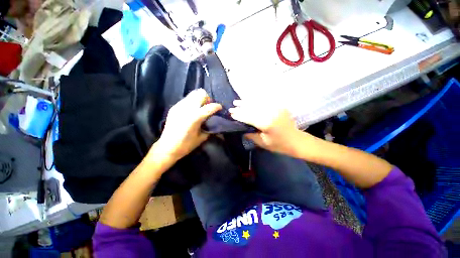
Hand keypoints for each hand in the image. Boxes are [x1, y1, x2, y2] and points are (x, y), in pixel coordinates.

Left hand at [149, 89, 221, 163]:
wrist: (167, 147)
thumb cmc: (186, 145)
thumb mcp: (202, 138)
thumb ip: (210, 127)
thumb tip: (217, 121)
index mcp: (195, 118)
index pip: (209, 107)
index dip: (217, 106)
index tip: (220, 108)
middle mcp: (187, 109)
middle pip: (201, 94)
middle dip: (208, 99)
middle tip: (209, 107)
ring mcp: (179, 106)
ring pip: (193, 94)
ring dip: (200, 99)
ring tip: (201, 107)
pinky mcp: (174, 107)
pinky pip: (187, 99)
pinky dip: (193, 102)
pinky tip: (193, 110)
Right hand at [229, 100, 306, 157]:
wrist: (296, 141)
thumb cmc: (279, 145)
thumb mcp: (262, 142)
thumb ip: (250, 134)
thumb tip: (240, 127)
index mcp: (267, 123)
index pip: (249, 117)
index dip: (239, 115)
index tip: (231, 114)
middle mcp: (271, 113)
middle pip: (252, 108)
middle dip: (241, 107)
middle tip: (232, 106)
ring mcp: (276, 108)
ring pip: (257, 103)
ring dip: (246, 102)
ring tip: (237, 102)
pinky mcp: (279, 106)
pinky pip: (265, 101)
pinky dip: (255, 100)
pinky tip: (249, 100)